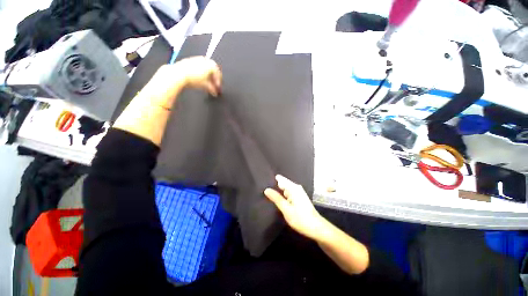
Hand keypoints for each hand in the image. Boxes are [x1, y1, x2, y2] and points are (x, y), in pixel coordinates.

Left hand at [172, 56, 221, 95]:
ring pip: (205, 69)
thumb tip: (214, 92)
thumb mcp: (206, 86)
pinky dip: (200, 73)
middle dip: (213, 79)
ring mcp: (197, 59)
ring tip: (205, 83)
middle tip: (213, 86)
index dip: (218, 82)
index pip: (218, 74)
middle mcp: (205, 60)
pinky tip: (198, 79)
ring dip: (207, 76)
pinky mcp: (190, 60)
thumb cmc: (192, 78)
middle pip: (212, 71)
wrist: (179, 74)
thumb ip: (212, 89)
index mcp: (211, 65)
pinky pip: (198, 67)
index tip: (218, 88)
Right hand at [264, 175, 323, 240]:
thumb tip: (266, 189)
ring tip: (266, 194)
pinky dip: (282, 196)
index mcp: (293, 188)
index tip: (262, 182)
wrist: (317, 228)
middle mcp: (296, 188)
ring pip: (284, 189)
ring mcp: (298, 193)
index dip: (271, 180)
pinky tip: (276, 200)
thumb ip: (276, 198)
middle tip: (262, 190)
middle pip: (282, 183)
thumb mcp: (286, 209)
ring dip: (277, 191)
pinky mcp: (298, 198)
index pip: (280, 179)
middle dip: (274, 186)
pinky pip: (287, 193)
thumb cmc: (301, 219)